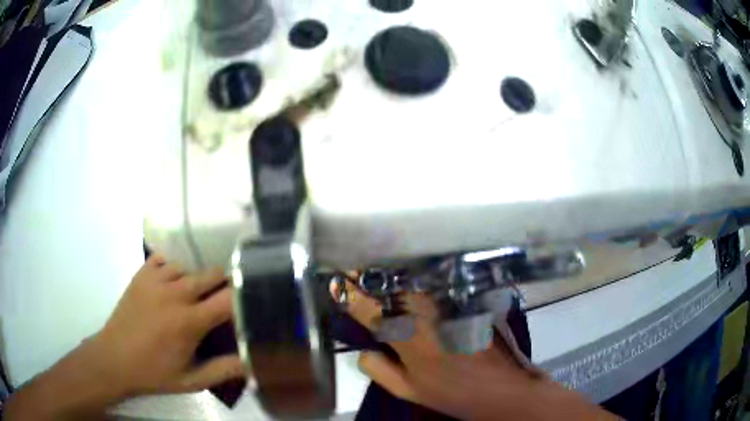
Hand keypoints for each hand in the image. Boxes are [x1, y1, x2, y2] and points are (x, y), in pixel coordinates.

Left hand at [90, 254, 244, 396]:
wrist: (115, 359)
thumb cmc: (155, 372)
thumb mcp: (191, 381)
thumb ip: (224, 370)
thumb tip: (253, 361)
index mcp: (189, 321)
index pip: (227, 298)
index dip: (243, 297)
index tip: (249, 303)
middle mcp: (174, 294)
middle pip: (211, 273)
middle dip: (223, 284)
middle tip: (222, 301)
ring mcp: (155, 280)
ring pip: (189, 265)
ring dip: (197, 277)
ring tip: (196, 294)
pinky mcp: (141, 274)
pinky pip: (165, 259)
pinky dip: (173, 267)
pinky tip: (173, 281)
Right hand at [333, 281, 617, 420]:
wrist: (501, 387)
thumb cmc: (452, 394)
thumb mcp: (408, 391)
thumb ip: (378, 370)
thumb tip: (363, 349)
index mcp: (408, 339)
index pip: (371, 309)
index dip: (350, 295)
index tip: (335, 285)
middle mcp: (427, 314)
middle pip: (391, 285)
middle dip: (369, 276)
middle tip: (355, 272)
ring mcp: (449, 304)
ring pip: (412, 280)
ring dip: (391, 274)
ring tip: (377, 272)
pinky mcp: (465, 300)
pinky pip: (434, 283)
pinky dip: (416, 279)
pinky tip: (409, 281)